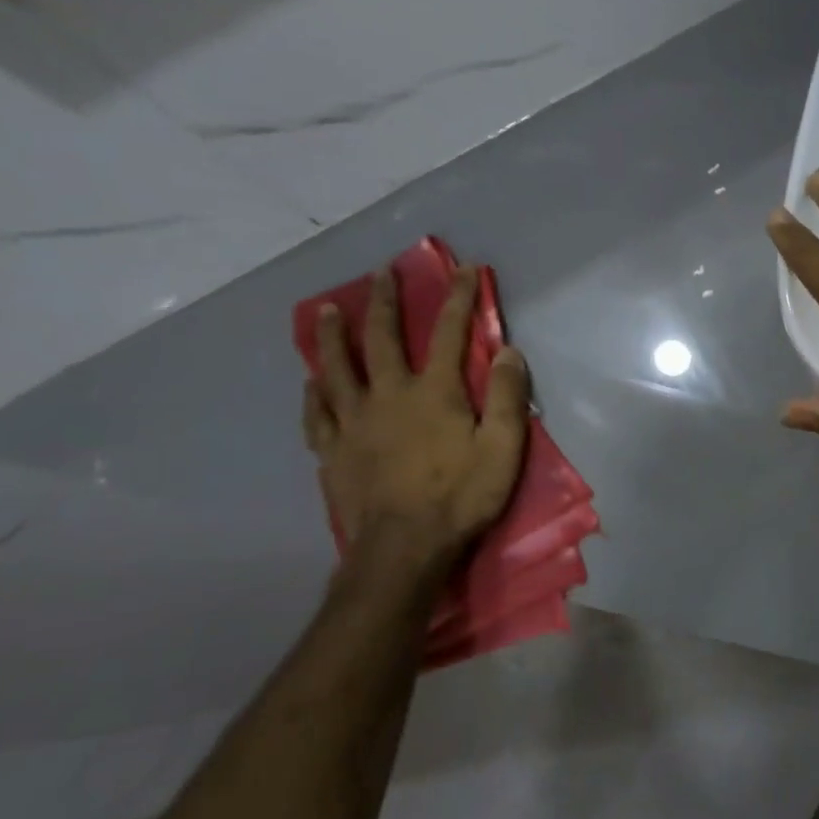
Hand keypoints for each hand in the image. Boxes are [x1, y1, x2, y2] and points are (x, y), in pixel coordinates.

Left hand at [303, 266, 529, 556]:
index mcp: (434, 393)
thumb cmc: (462, 497)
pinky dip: (315, 392)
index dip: (456, 298)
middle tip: (381, 273)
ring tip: (330, 309)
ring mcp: (354, 423)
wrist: (404, 549)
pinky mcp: (333, 451)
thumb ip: (508, 397)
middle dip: (385, 302)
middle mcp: (389, 396)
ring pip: (337, 368)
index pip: (449, 333)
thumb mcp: (504, 448)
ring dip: (334, 335)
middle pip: (382, 339)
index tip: (461, 269)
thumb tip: (508, 351)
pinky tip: (311, 381)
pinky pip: (319, 413)